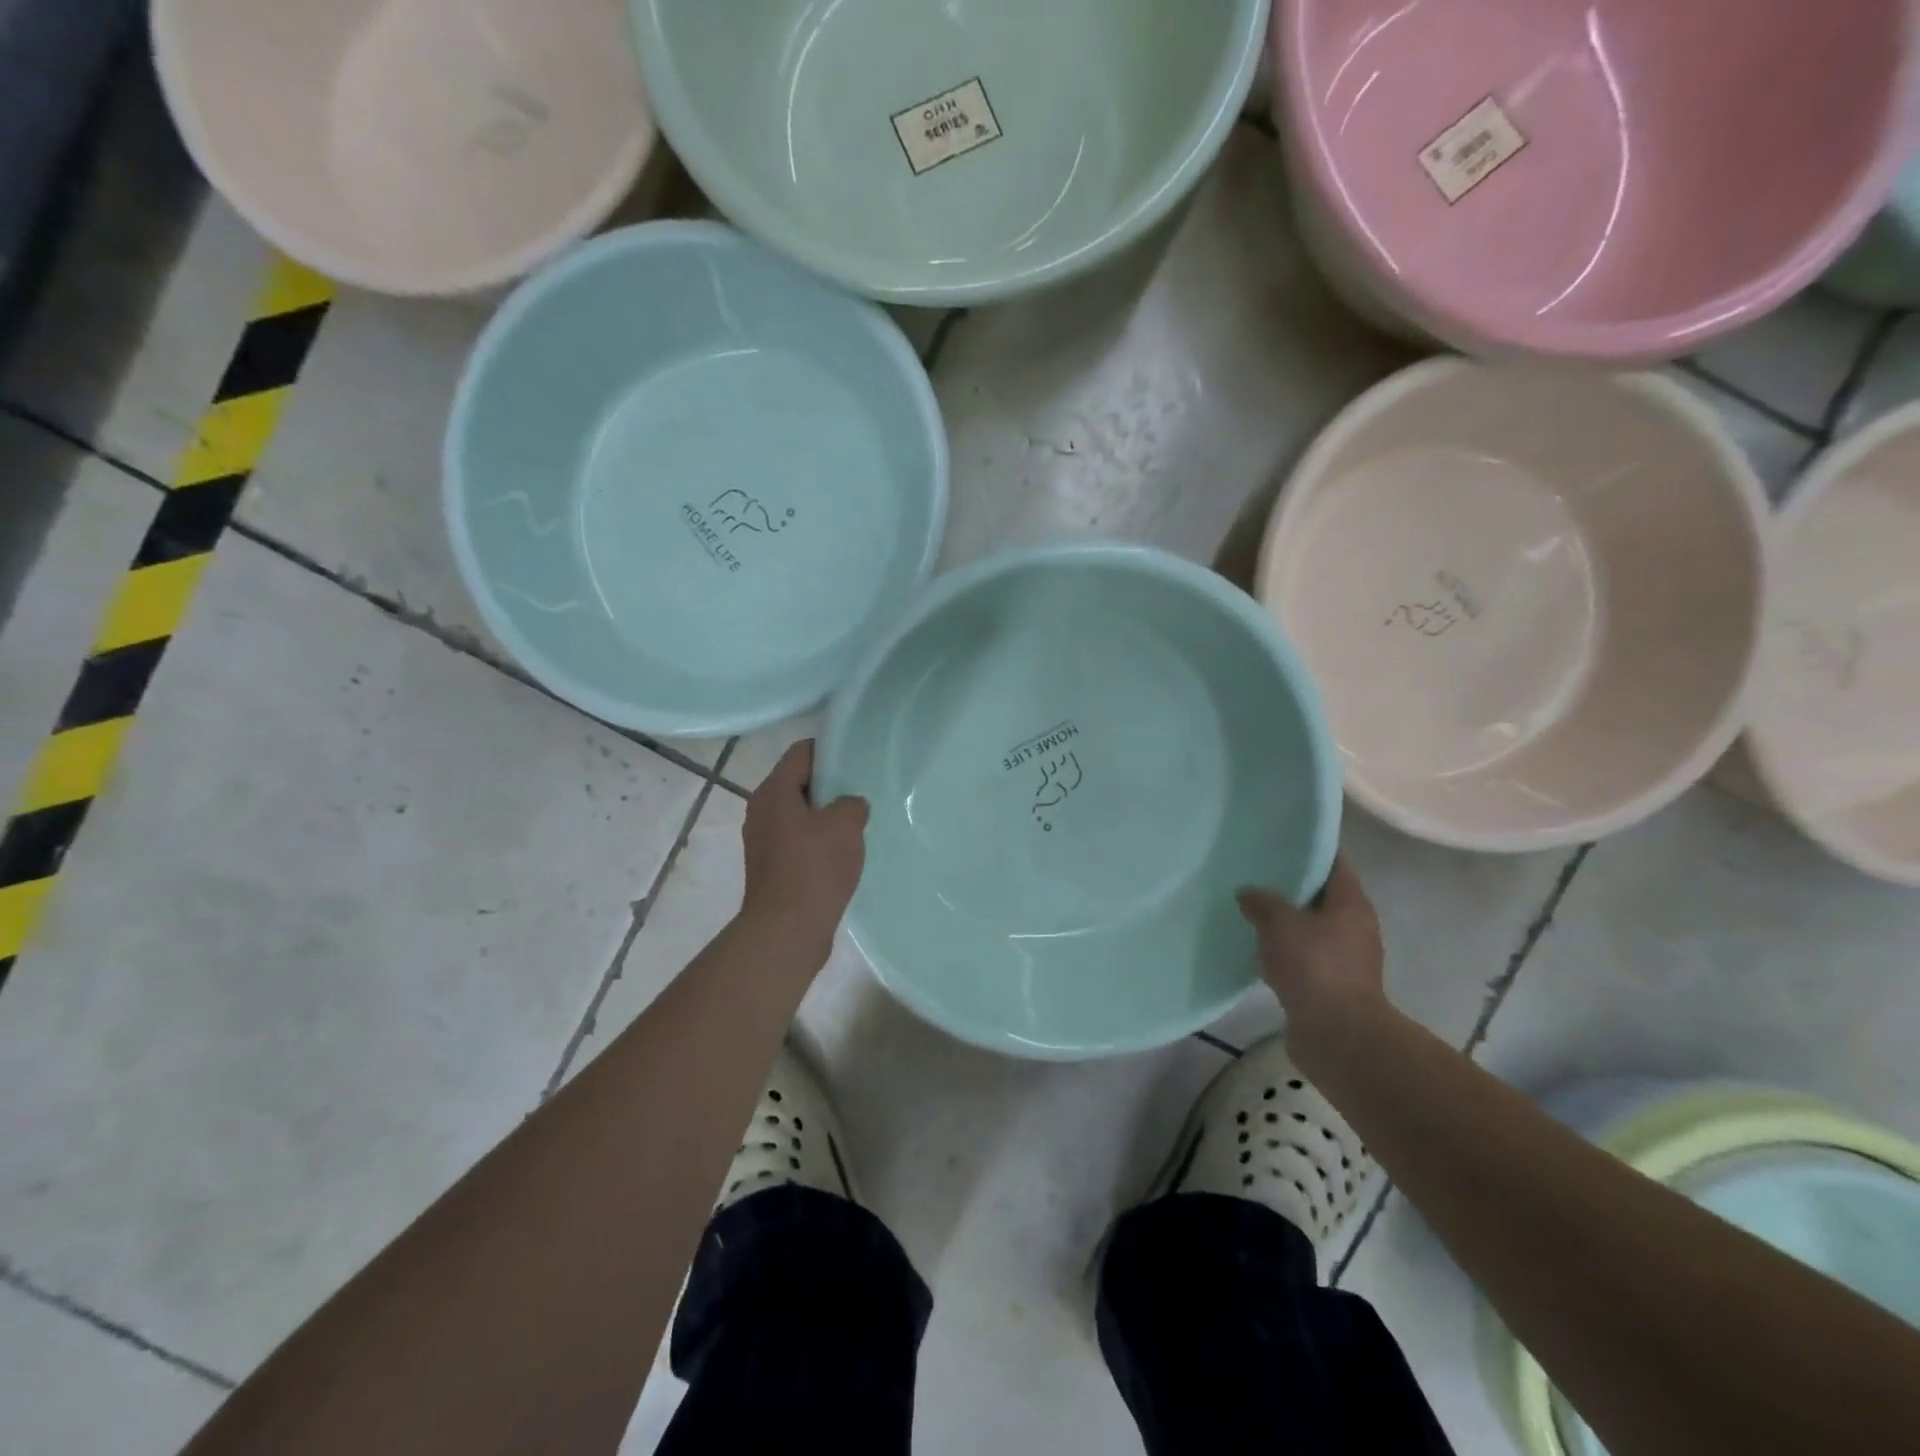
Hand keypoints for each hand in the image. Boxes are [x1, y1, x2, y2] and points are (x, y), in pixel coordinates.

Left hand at [740, 740, 868, 953]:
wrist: (788, 930)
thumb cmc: (814, 867)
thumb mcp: (846, 824)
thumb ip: (852, 803)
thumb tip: (849, 806)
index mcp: (773, 792)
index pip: (801, 753)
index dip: (829, 750)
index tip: (856, 758)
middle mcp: (761, 811)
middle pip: (798, 783)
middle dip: (829, 785)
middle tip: (860, 791)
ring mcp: (763, 841)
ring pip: (799, 815)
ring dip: (824, 817)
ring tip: (855, 824)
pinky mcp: (771, 868)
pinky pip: (798, 842)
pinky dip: (818, 842)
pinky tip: (842, 854)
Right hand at [1237, 856, 1384, 1031]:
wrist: (1337, 1035)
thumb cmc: (1314, 966)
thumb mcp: (1280, 923)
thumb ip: (1262, 902)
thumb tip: (1248, 893)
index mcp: (1351, 904)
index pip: (1334, 863)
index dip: (1311, 848)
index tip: (1282, 838)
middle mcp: (1354, 927)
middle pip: (1322, 895)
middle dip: (1292, 885)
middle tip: (1258, 872)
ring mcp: (1345, 958)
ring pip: (1310, 927)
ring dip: (1286, 920)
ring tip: (1251, 909)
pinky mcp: (1330, 985)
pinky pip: (1303, 956)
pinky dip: (1284, 950)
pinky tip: (1257, 948)